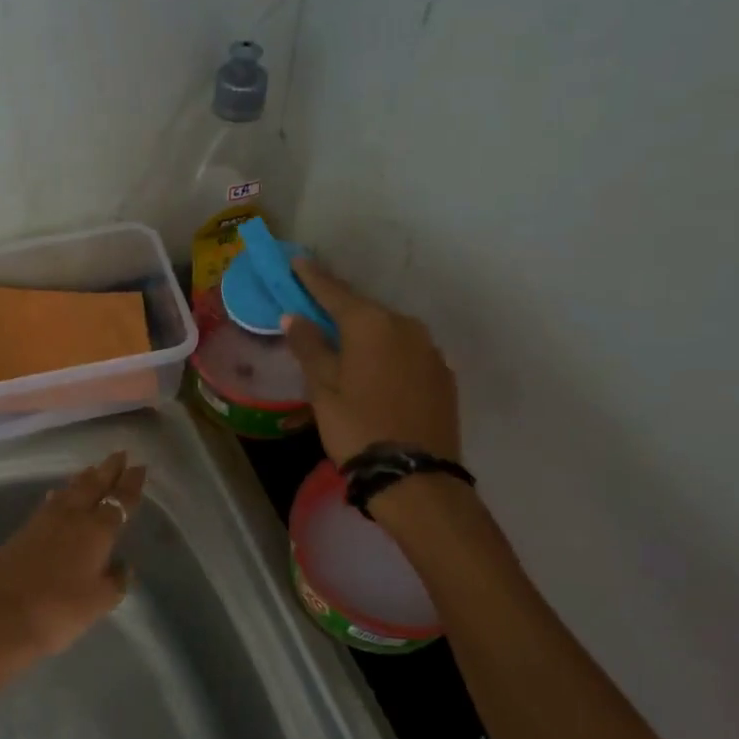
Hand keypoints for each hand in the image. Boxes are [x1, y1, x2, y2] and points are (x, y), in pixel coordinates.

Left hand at [0, 451, 145, 660]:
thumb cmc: (58, 612)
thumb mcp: (99, 603)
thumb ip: (115, 581)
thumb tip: (122, 565)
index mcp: (96, 531)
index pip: (119, 501)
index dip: (130, 484)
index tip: (139, 467)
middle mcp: (71, 517)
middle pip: (93, 486)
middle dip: (108, 470)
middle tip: (119, 454)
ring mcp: (42, 522)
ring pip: (68, 491)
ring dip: (83, 479)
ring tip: (92, 469)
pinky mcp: (21, 532)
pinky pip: (49, 504)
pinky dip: (60, 495)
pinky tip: (57, 496)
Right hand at [281, 259, 461, 467]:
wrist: (415, 476)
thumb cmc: (357, 428)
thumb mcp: (323, 389)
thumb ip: (310, 348)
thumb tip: (294, 316)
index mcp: (372, 325)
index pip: (335, 292)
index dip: (313, 278)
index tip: (297, 262)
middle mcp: (406, 327)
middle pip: (365, 310)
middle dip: (340, 308)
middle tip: (316, 309)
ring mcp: (430, 350)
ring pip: (389, 332)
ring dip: (366, 334)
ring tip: (345, 346)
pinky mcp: (443, 375)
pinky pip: (408, 353)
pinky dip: (387, 354)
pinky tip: (376, 372)